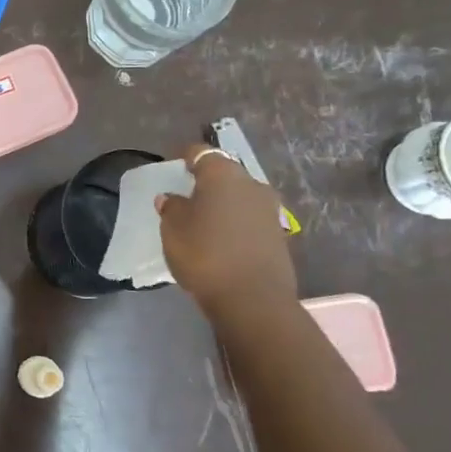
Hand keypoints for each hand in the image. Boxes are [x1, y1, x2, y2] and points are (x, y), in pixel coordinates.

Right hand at [157, 145, 298, 323]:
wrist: (253, 299)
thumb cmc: (205, 254)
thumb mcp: (173, 230)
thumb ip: (171, 208)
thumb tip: (172, 198)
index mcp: (223, 174)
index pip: (201, 153)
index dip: (185, 157)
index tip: (173, 166)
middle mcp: (251, 183)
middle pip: (224, 174)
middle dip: (206, 182)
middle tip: (186, 196)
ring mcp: (269, 209)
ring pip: (239, 196)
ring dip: (223, 203)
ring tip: (203, 220)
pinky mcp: (278, 234)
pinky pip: (249, 219)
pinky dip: (235, 223)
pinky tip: (222, 240)